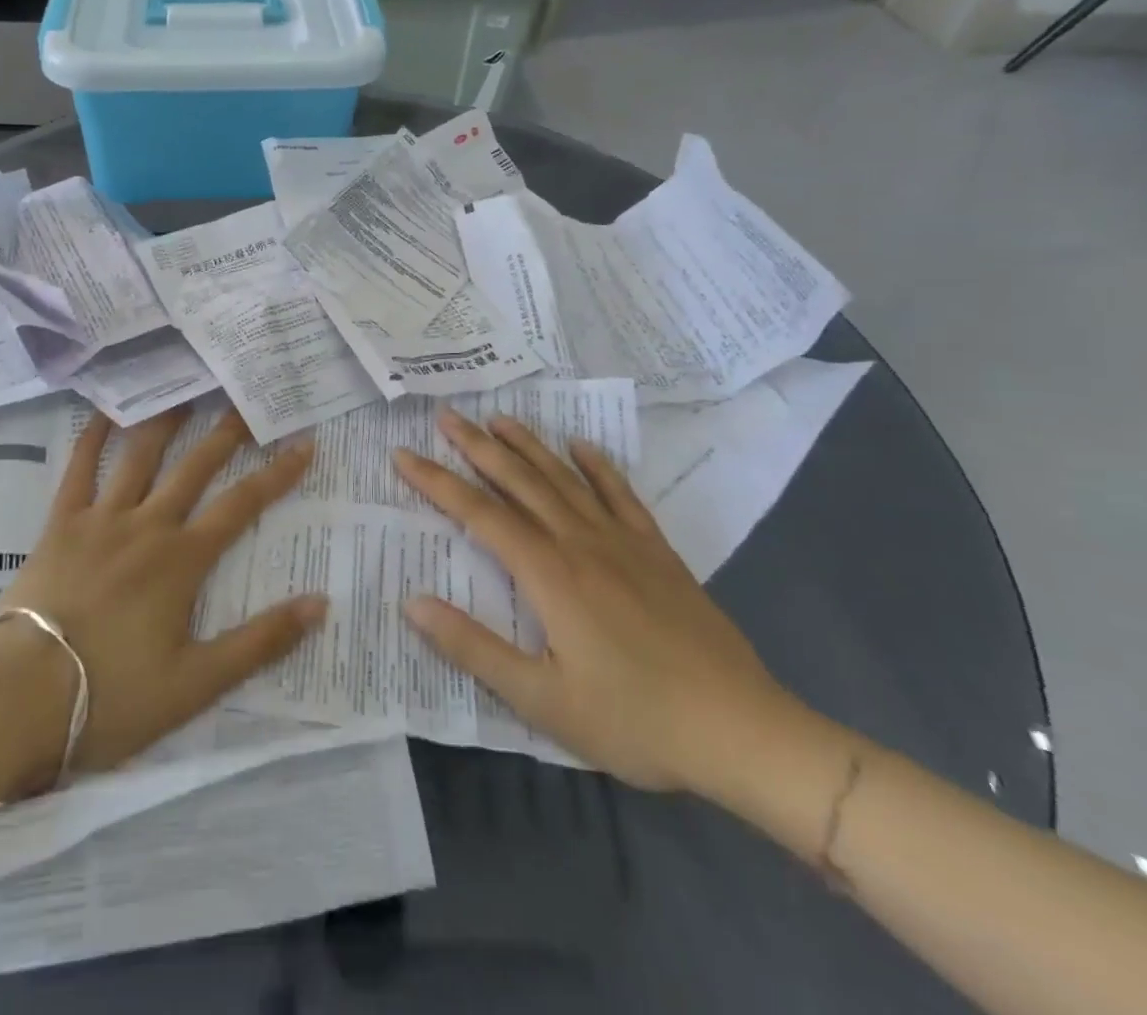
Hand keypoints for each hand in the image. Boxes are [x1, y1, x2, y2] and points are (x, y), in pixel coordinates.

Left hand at [0, 406, 325, 789]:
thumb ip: (260, 642)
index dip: (277, 474)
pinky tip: (105, 409)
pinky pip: (79, 468)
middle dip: (226, 433)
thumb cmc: (112, 696)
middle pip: (195, 466)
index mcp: (183, 559)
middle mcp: (148, 524)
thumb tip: (320, 603)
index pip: (242, 505)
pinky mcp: (61, 523)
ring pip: (140, 455)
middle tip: (247, 400)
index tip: (304, 444)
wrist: (21, 698)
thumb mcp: (197, 684)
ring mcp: (101, 518)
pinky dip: (93, 436)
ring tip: (185, 389)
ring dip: (165, 420)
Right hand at [393, 410, 790, 793]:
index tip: (403, 454)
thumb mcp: (541, 700)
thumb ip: (473, 648)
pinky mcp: (658, 552)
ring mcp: (623, 542)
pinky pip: (621, 496)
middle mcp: (580, 542)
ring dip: (528, 445)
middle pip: (519, 481)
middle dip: (477, 446)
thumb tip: (413, 603)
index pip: (478, 513)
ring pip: (564, 479)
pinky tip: (582, 446)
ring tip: (497, 418)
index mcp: (548, 574)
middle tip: (445, 415)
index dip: (436, 481)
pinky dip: (599, 467)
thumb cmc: (634, 720)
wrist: (742, 731)